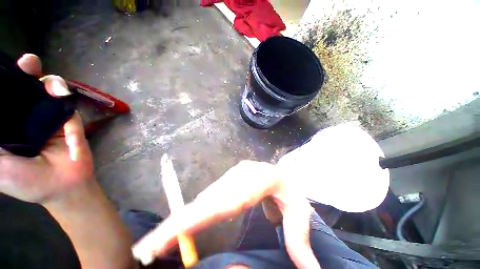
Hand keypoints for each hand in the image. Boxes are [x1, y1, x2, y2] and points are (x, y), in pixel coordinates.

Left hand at [0, 53, 93, 202]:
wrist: (62, 186)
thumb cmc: (24, 181)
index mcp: (7, 125)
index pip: (3, 97)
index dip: (4, 81)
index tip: (5, 68)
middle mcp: (26, 117)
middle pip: (26, 88)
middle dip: (27, 72)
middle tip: (29, 63)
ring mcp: (49, 118)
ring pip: (48, 91)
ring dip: (50, 83)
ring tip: (53, 87)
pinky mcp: (69, 122)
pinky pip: (67, 106)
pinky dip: (65, 101)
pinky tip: (63, 100)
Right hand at [132, 160, 320, 268]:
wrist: (279, 170)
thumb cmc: (289, 189)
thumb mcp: (300, 211)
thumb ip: (299, 240)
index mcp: (261, 178)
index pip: (230, 198)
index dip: (201, 215)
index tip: (174, 233)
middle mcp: (241, 174)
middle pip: (209, 199)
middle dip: (180, 223)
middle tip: (150, 247)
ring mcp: (232, 175)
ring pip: (205, 197)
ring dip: (183, 219)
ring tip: (158, 242)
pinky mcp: (227, 179)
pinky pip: (208, 197)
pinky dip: (192, 213)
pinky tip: (180, 228)